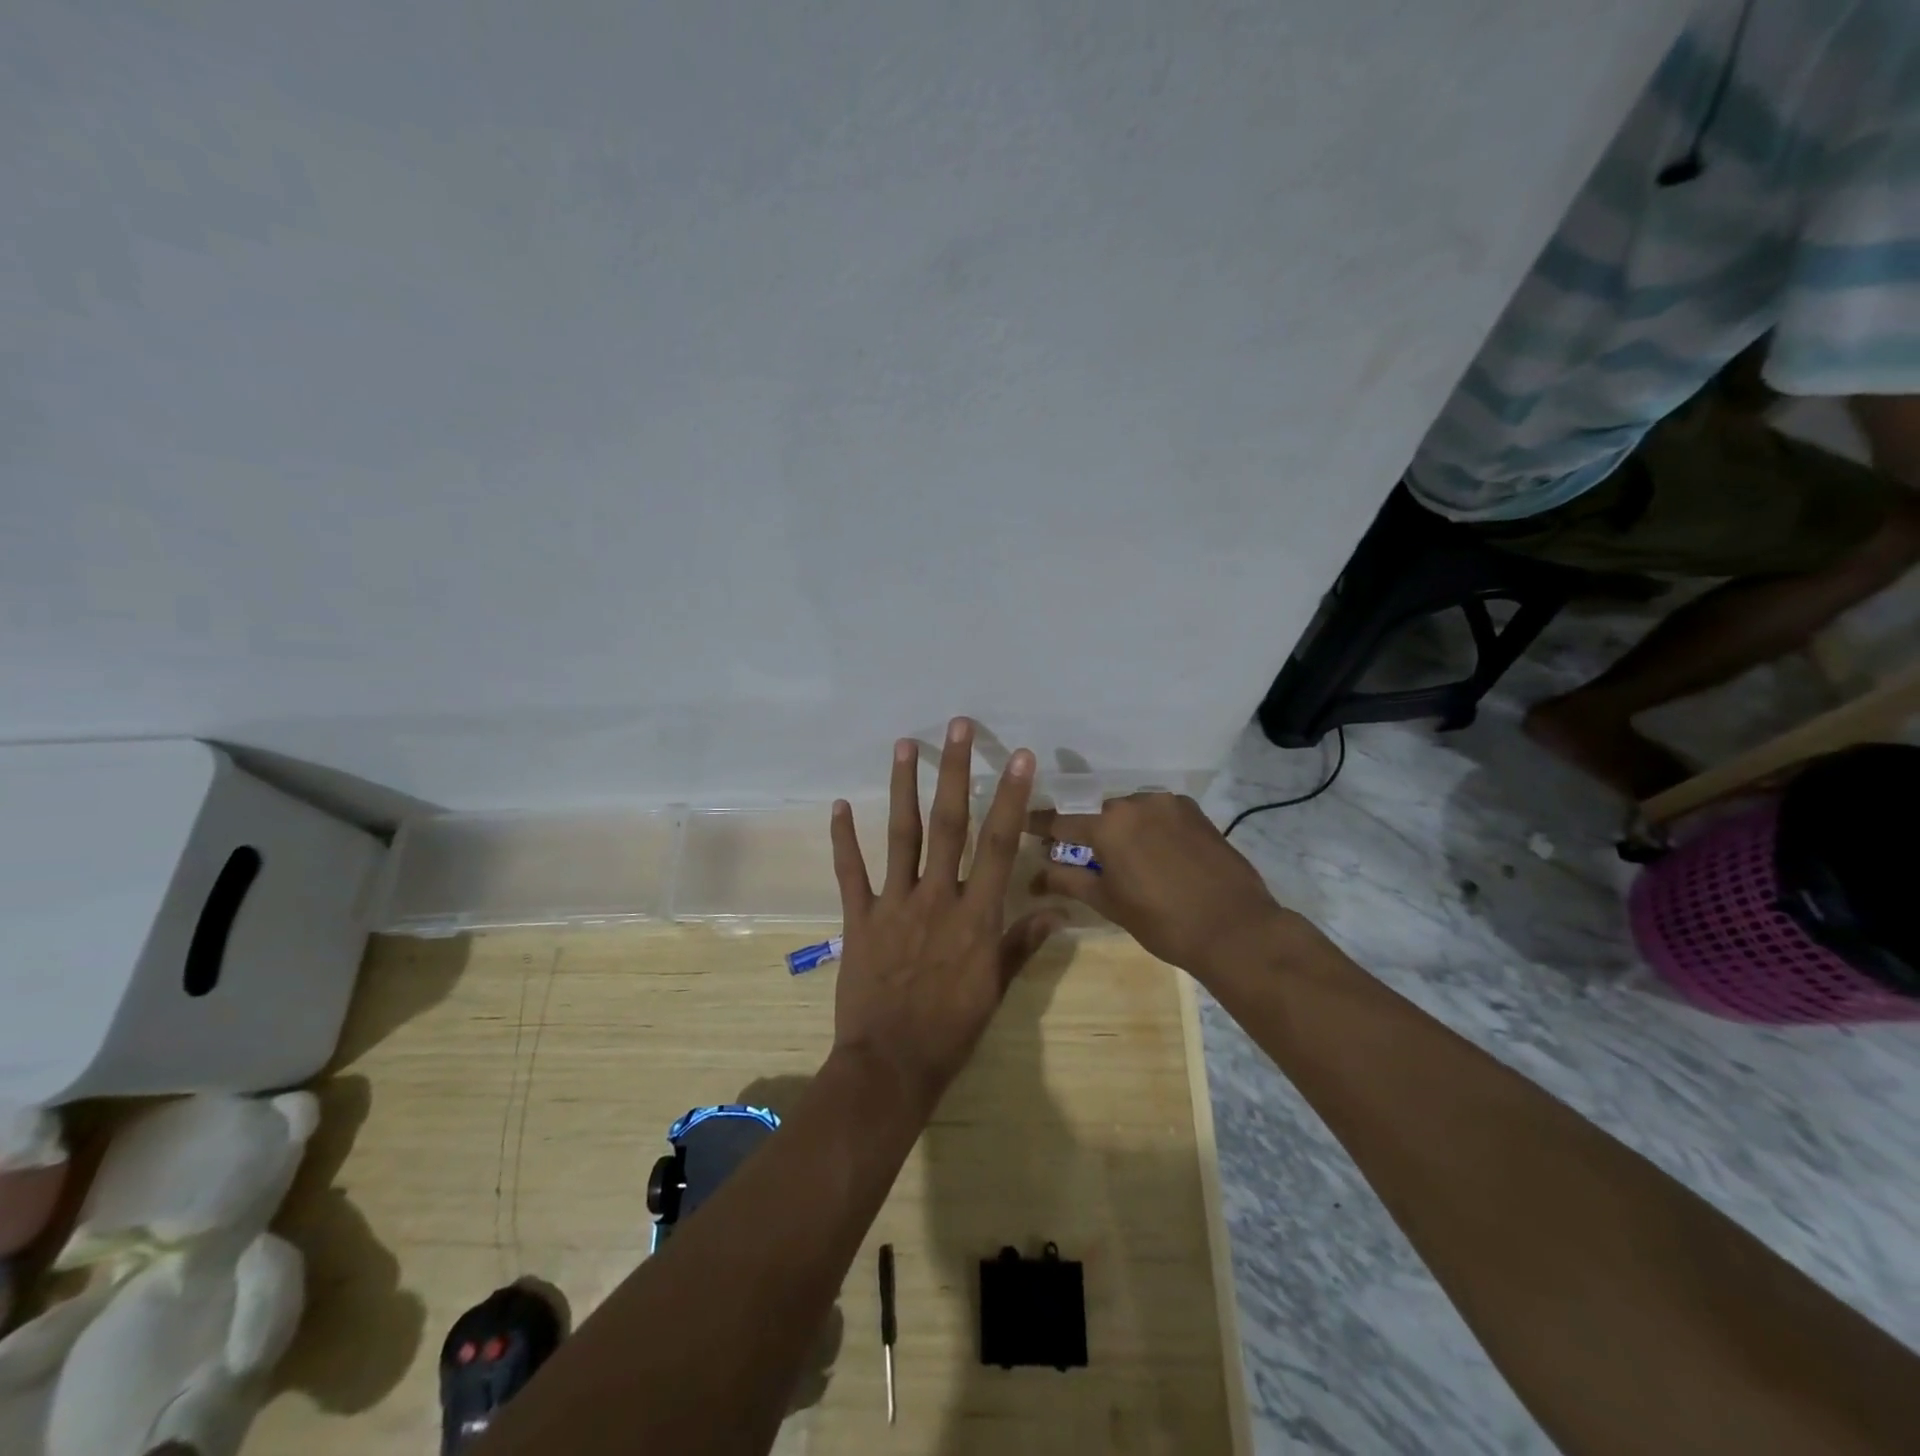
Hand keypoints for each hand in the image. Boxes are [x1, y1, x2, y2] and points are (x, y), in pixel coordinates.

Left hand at [828, 718, 1064, 1114]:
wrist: (892, 1065)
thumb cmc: (952, 1029)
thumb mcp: (997, 988)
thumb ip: (1023, 942)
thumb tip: (1058, 909)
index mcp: (976, 914)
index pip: (999, 844)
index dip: (1010, 797)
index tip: (1018, 756)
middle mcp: (937, 897)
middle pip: (950, 824)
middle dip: (955, 771)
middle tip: (956, 726)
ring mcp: (895, 904)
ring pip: (901, 835)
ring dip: (903, 787)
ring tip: (904, 744)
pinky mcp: (860, 918)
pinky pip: (850, 872)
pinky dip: (843, 839)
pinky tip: (838, 805)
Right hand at [1029, 793, 1290, 977]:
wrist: (1235, 929)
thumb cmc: (1163, 922)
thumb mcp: (1109, 903)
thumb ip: (1069, 881)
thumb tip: (1037, 876)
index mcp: (1108, 826)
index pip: (1061, 822)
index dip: (1040, 827)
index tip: (1025, 827)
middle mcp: (1136, 803)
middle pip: (1099, 814)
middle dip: (1088, 832)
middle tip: (1084, 855)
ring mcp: (1169, 804)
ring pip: (1131, 812)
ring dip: (1122, 829)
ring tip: (1127, 858)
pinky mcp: (1195, 812)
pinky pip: (1159, 814)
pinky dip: (1150, 828)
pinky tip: (1157, 853)